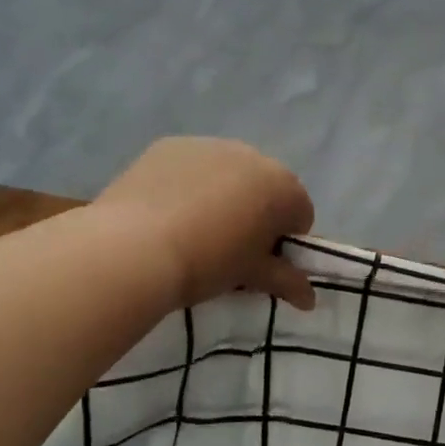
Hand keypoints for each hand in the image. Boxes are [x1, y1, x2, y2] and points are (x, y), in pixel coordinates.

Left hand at [95, 138, 316, 310]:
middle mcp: (253, 156)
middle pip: (266, 189)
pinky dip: (190, 184)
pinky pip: (194, 166)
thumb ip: (287, 282)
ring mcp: (210, 145)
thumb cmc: (208, 263)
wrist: (134, 248)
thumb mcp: (252, 276)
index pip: (300, 216)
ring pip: (229, 174)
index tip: (261, 262)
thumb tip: (310, 299)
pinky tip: (168, 212)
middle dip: (257, 213)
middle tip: (229, 247)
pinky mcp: (171, 145)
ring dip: (225, 196)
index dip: (284, 242)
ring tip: (194, 229)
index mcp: (284, 188)